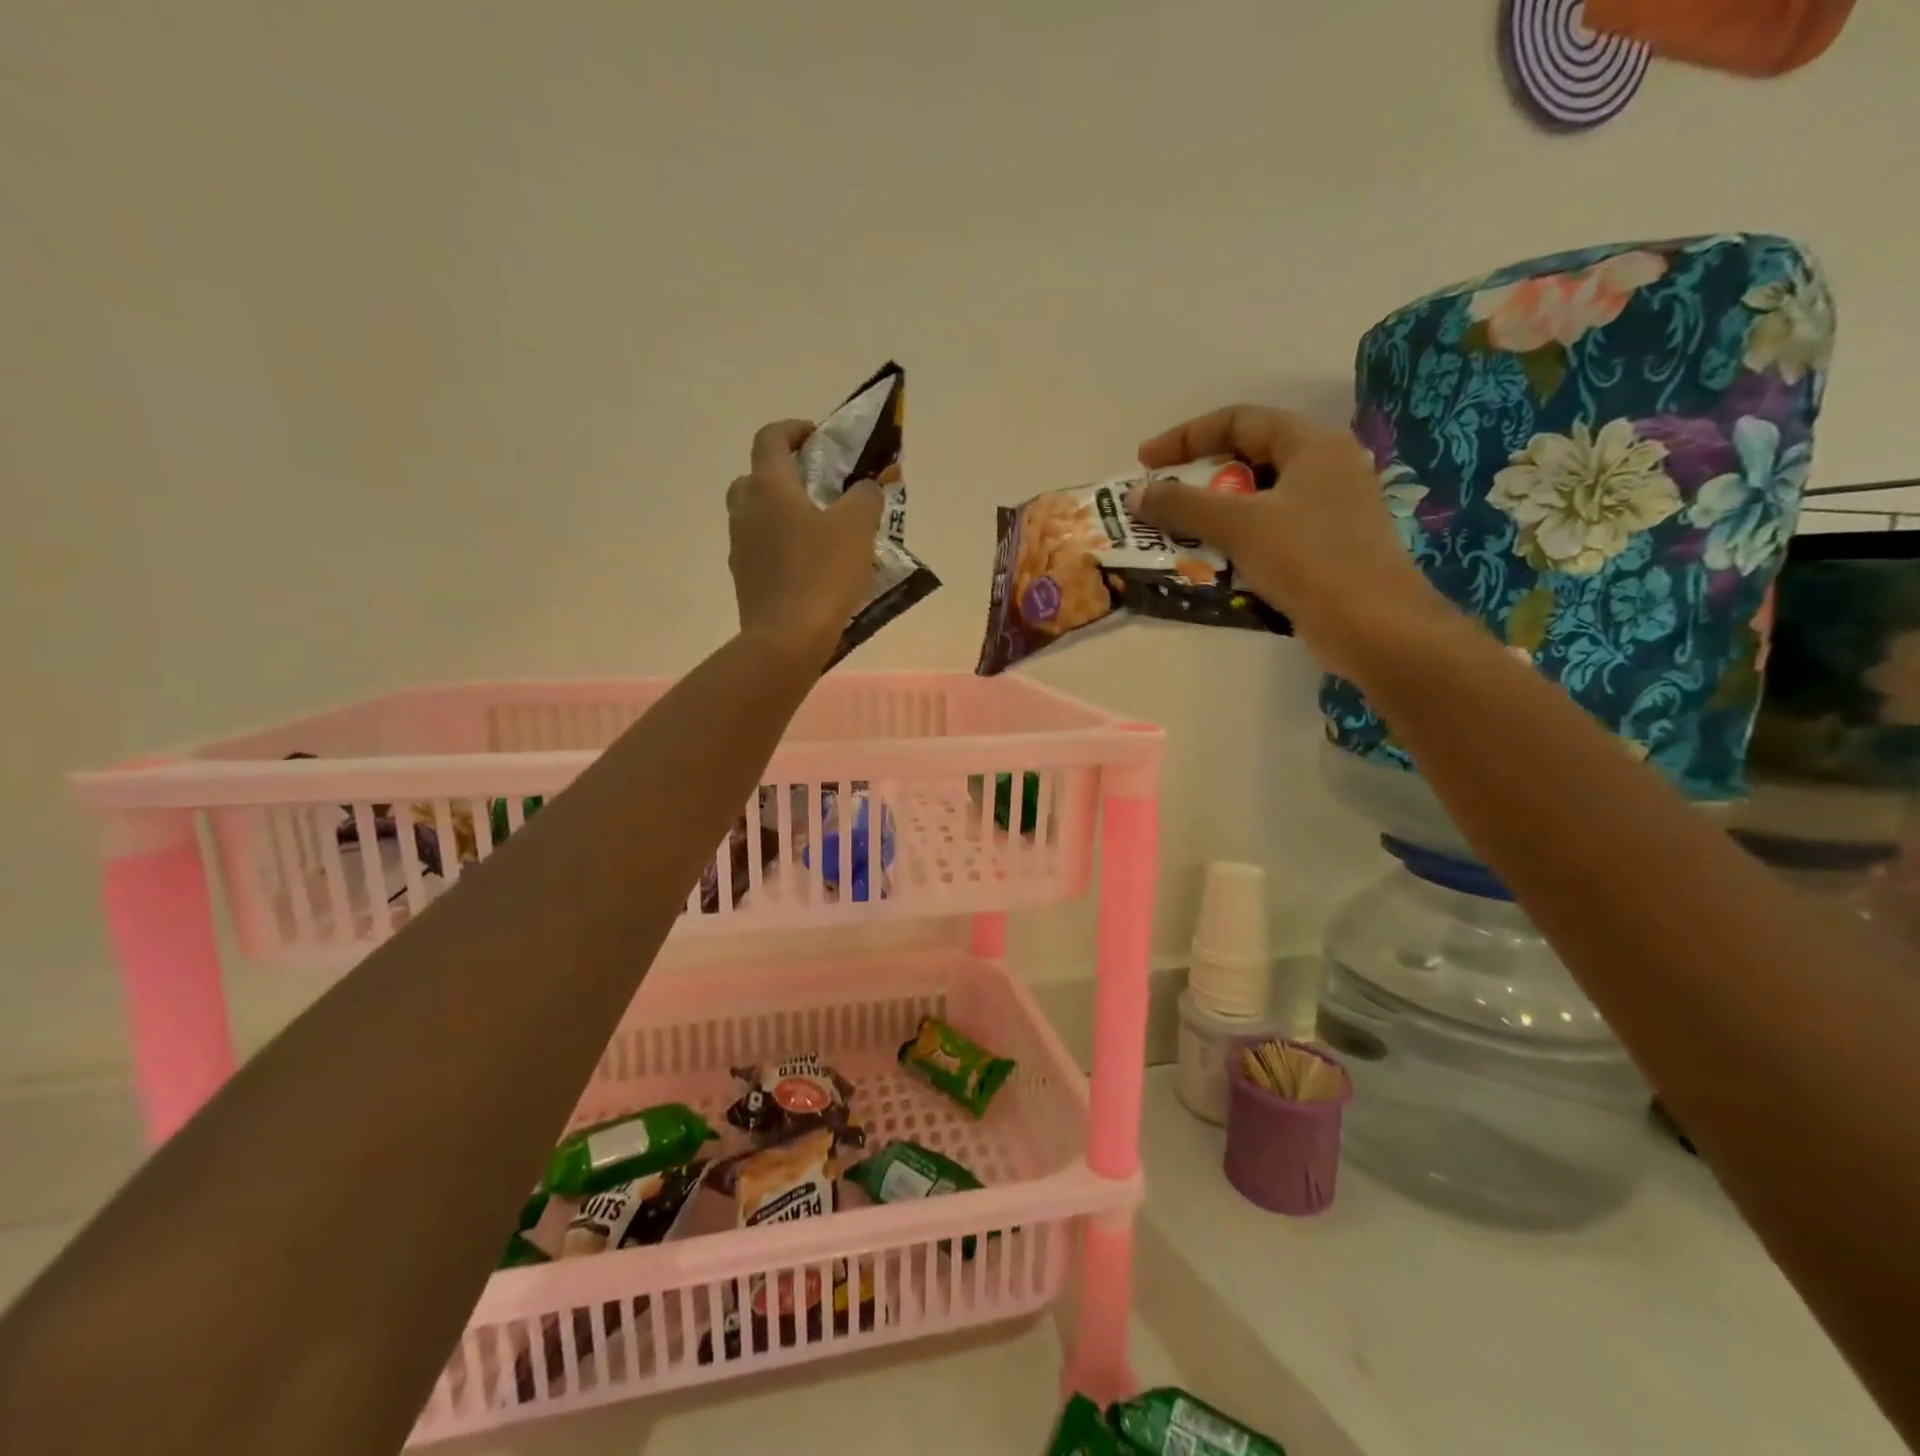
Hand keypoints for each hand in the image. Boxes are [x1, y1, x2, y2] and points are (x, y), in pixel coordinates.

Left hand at [727, 419, 883, 668]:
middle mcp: (745, 511)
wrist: (787, 639)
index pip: (771, 438)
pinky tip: (813, 568)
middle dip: (785, 475)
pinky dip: (783, 547)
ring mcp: (740, 548)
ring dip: (784, 514)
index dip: (794, 430)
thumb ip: (864, 497)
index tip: (818, 437)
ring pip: (758, 517)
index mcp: (769, 487)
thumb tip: (864, 486)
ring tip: (822, 532)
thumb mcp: (857, 527)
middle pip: (756, 477)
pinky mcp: (745, 580)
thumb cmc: (822, 573)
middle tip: (819, 488)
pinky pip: (763, 550)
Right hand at [1132, 405, 1453, 675]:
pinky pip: (1268, 535)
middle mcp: (1325, 470)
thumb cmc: (1309, 559)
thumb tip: (1137, 493)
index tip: (1146, 463)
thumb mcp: (1240, 525)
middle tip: (1160, 503)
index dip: (1186, 437)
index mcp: (1313, 446)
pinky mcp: (1325, 550)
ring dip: (1213, 517)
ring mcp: (1328, 512)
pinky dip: (1235, 543)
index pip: (1239, 420)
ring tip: (1175, 537)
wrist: (1373, 627)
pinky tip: (1210, 565)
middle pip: (1249, 459)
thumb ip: (1184, 506)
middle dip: (1198, 480)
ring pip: (1257, 502)